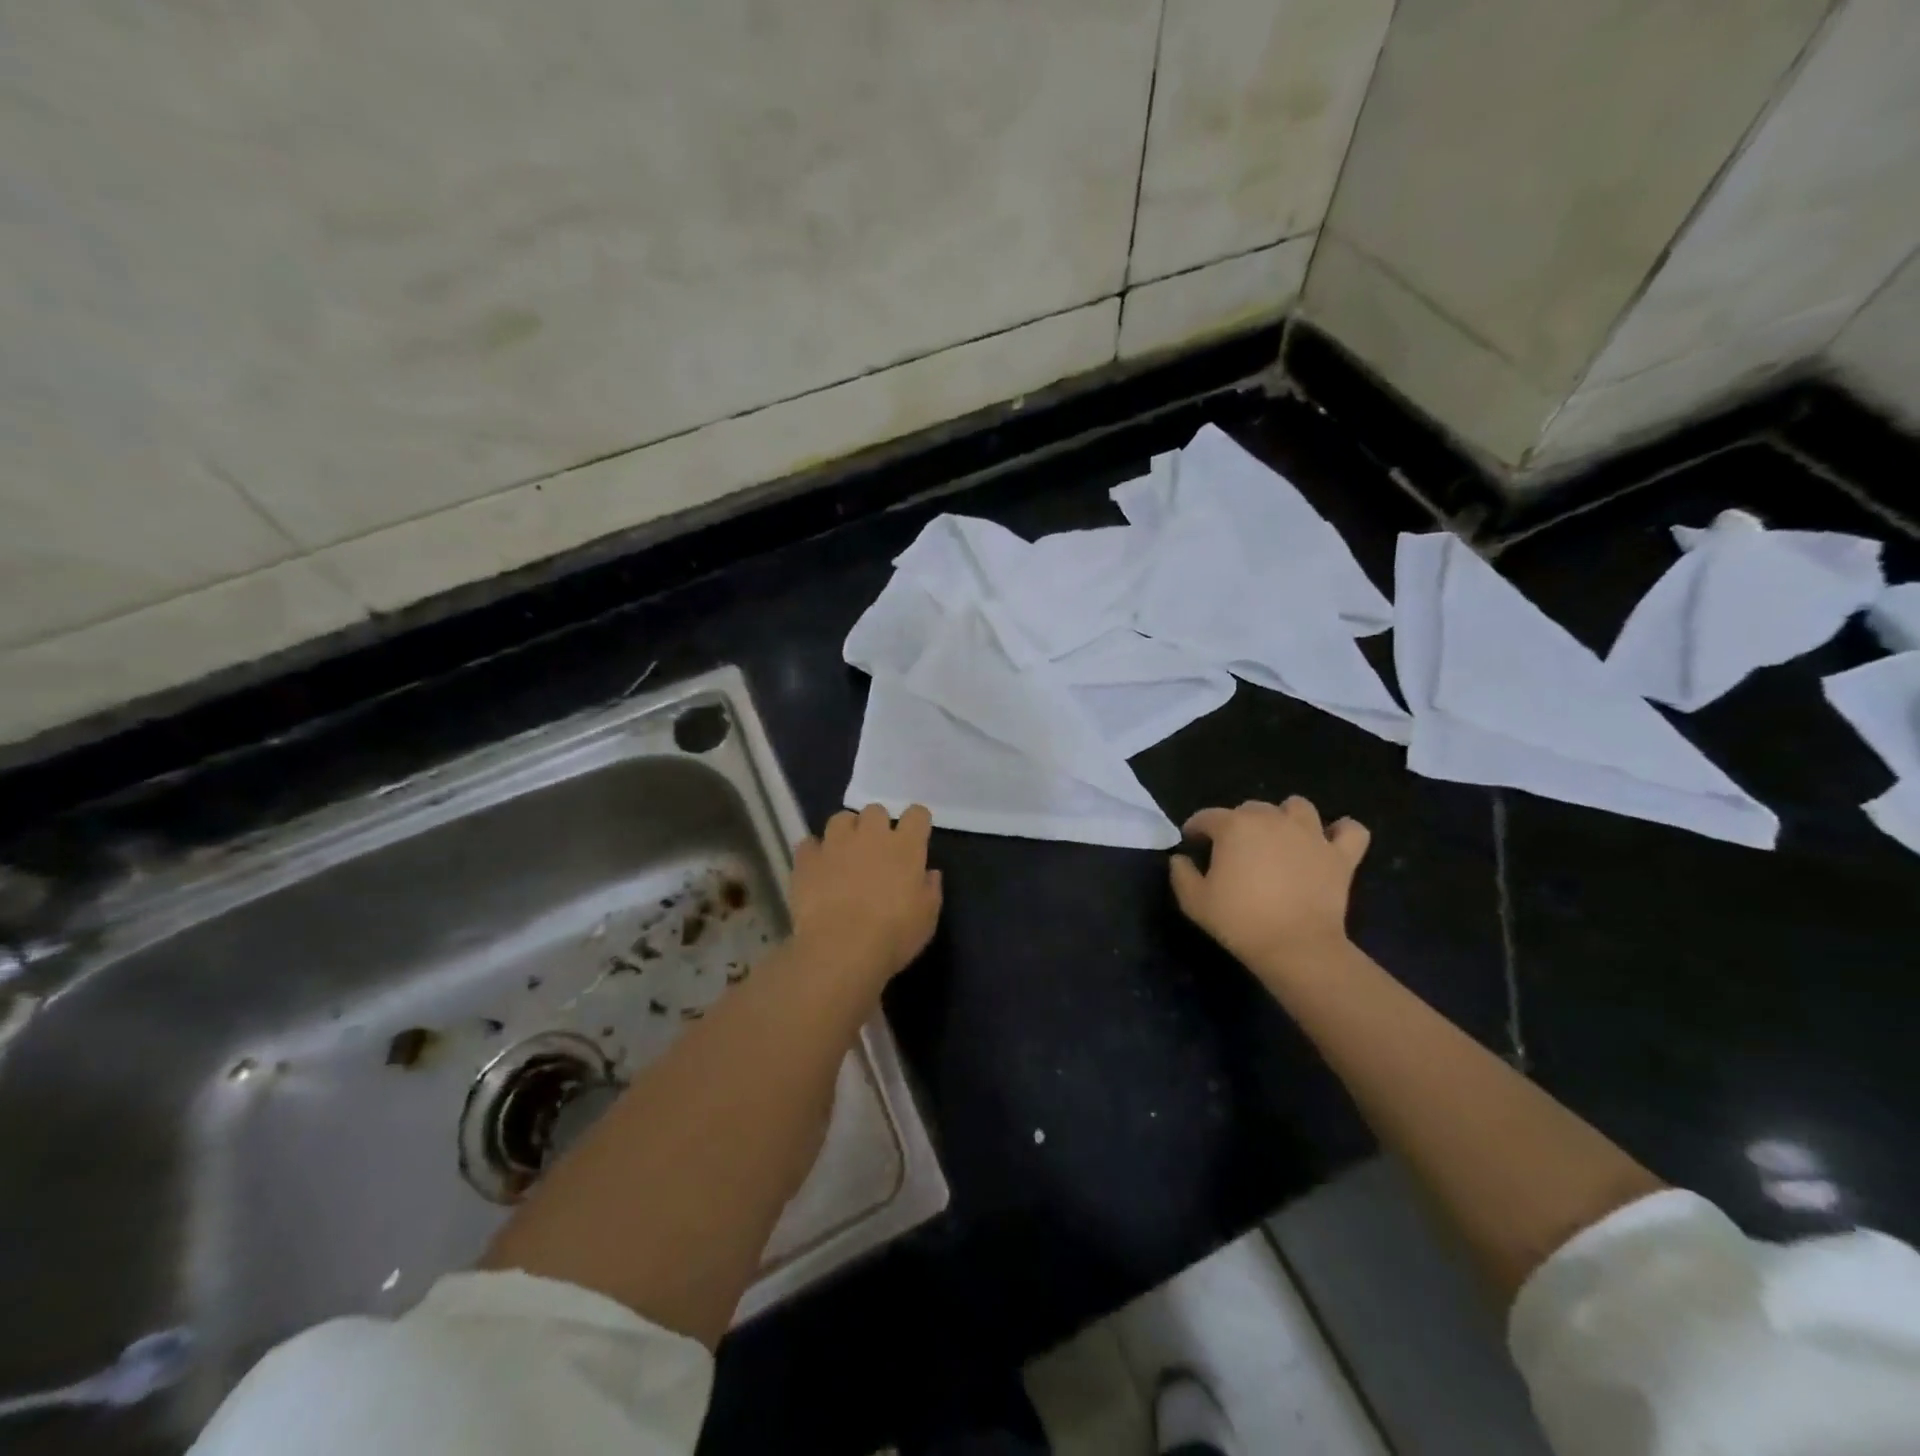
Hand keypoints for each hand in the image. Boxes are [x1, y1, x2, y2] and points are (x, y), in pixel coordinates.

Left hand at [791, 804, 943, 984]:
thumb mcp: (926, 918)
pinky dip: (814, 852)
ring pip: (840, 819)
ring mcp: (835, 844)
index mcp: (905, 847)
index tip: (916, 835)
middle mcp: (870, 835)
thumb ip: (930, 890)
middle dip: (877, 824)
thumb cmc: (893, 935)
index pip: (917, 814)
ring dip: (845, 832)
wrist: (840, 949)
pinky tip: (817, 868)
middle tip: (877, 848)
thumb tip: (930, 873)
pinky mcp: (807, 860)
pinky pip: (809, 843)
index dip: (917, 821)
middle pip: (875, 810)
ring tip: (845, 852)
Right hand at [1169, 797, 1368, 977]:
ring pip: (1298, 807)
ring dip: (1286, 817)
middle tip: (1236, 850)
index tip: (1193, 844)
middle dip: (1239, 823)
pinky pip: (1351, 830)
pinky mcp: (1339, 855)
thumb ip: (1182, 874)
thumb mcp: (1194, 902)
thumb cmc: (1240, 921)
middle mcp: (1272, 819)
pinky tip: (1329, 842)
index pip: (1207, 817)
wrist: (1295, 947)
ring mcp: (1310, 834)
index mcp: (1234, 826)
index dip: (1196, 829)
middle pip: (1251, 808)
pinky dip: (1341, 832)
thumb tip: (1181, 858)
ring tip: (1280, 838)